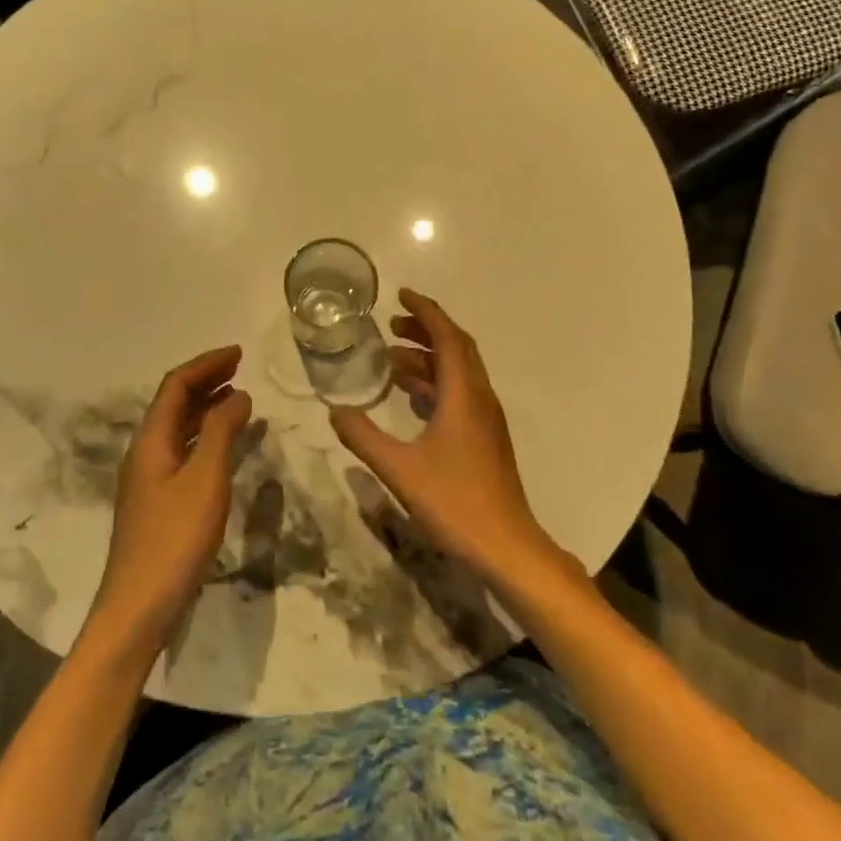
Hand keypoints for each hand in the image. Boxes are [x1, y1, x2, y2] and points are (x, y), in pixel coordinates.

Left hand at [87, 345, 252, 654]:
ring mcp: (149, 477)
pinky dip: (206, 436)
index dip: (206, 364)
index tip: (238, 353)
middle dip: (206, 380)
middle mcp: (145, 451)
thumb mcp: (206, 479)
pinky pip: (184, 450)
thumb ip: (222, 432)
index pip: (176, 385)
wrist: (139, 606)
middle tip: (240, 368)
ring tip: (238, 398)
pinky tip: (226, 445)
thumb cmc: (175, 538)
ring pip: (179, 427)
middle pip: (175, 402)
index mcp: (151, 439)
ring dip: (207, 407)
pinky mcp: (158, 500)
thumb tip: (238, 394)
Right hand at [329, 290, 560, 582]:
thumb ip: (363, 437)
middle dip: (425, 330)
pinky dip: (435, 383)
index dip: (425, 311)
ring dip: (428, 358)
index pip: (447, 337)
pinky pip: (459, 393)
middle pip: (457, 348)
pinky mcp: (485, 437)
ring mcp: (486, 418)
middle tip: (391, 325)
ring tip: (391, 359)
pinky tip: (411, 397)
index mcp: (464, 395)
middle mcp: (479, 397)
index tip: (401, 295)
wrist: (506, 546)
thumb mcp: (399, 469)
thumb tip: (334, 411)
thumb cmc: (454, 502)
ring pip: (459, 372)